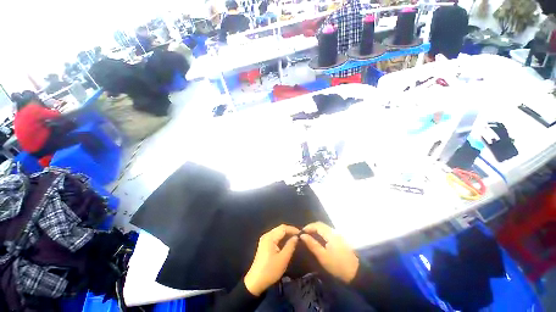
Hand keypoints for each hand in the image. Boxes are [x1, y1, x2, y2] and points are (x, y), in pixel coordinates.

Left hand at [244, 224, 299, 295]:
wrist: (256, 281)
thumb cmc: (270, 270)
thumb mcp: (283, 259)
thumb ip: (290, 245)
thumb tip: (296, 237)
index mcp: (270, 237)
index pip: (283, 228)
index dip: (293, 229)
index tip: (302, 233)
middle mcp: (266, 235)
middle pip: (280, 229)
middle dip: (290, 230)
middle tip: (299, 235)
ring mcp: (264, 239)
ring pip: (277, 232)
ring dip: (286, 234)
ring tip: (295, 238)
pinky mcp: (264, 244)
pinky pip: (275, 236)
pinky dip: (282, 237)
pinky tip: (287, 242)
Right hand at [300, 222, 358, 283]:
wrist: (356, 273)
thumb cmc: (337, 265)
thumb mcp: (322, 256)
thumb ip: (312, 244)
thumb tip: (302, 235)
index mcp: (330, 234)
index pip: (317, 225)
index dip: (308, 227)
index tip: (301, 233)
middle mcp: (334, 231)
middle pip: (321, 225)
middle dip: (312, 227)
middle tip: (304, 234)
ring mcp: (338, 235)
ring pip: (324, 228)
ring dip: (316, 230)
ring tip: (310, 237)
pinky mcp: (340, 240)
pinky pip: (328, 232)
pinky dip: (321, 233)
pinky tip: (318, 240)